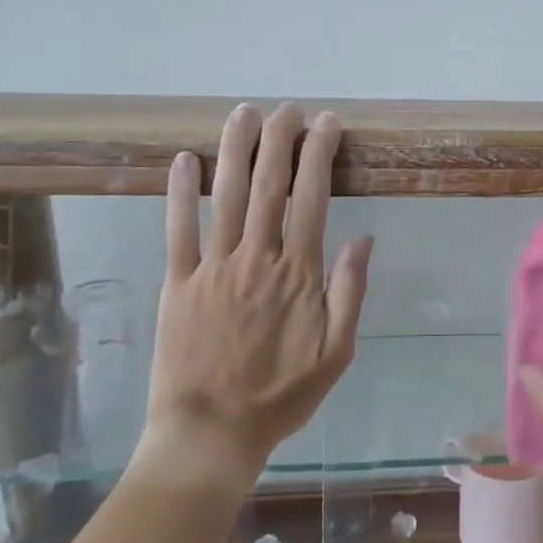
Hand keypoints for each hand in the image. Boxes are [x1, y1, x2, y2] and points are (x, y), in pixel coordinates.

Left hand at [131, 103, 371, 489]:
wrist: (211, 435)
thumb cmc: (281, 396)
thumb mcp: (337, 353)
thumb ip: (351, 293)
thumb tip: (365, 238)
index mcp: (298, 274)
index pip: (312, 199)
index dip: (319, 155)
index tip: (327, 123)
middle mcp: (257, 259)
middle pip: (269, 186)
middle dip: (280, 140)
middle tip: (287, 108)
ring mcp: (213, 268)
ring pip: (225, 197)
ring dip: (236, 151)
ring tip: (243, 114)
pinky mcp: (177, 283)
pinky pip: (177, 230)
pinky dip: (179, 193)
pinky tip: (184, 160)